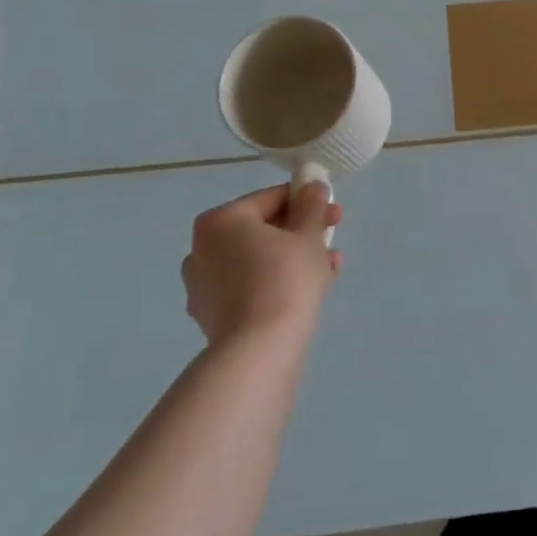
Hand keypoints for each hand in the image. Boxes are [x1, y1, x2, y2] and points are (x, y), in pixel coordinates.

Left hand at [181, 182, 342, 347]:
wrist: (259, 349)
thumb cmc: (285, 278)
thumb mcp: (309, 236)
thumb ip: (312, 206)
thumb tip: (312, 186)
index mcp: (221, 220)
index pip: (271, 199)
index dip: (307, 202)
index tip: (334, 213)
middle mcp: (202, 248)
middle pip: (262, 230)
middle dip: (301, 233)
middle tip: (331, 240)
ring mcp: (202, 284)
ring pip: (256, 260)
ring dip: (292, 258)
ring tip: (328, 268)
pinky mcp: (211, 314)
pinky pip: (249, 286)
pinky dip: (275, 282)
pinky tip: (307, 291)